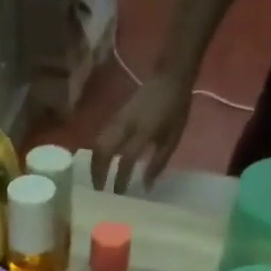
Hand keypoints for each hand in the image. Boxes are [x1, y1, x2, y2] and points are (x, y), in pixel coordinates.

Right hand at [91, 69, 193, 192]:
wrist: (169, 77)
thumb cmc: (175, 109)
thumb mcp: (172, 138)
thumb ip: (158, 163)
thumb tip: (146, 186)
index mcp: (144, 130)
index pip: (127, 159)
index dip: (121, 178)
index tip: (119, 194)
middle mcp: (126, 124)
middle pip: (103, 150)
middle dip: (98, 171)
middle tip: (99, 190)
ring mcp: (118, 118)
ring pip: (98, 143)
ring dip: (95, 163)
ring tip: (96, 179)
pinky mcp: (115, 115)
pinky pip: (100, 136)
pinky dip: (97, 152)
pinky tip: (99, 163)